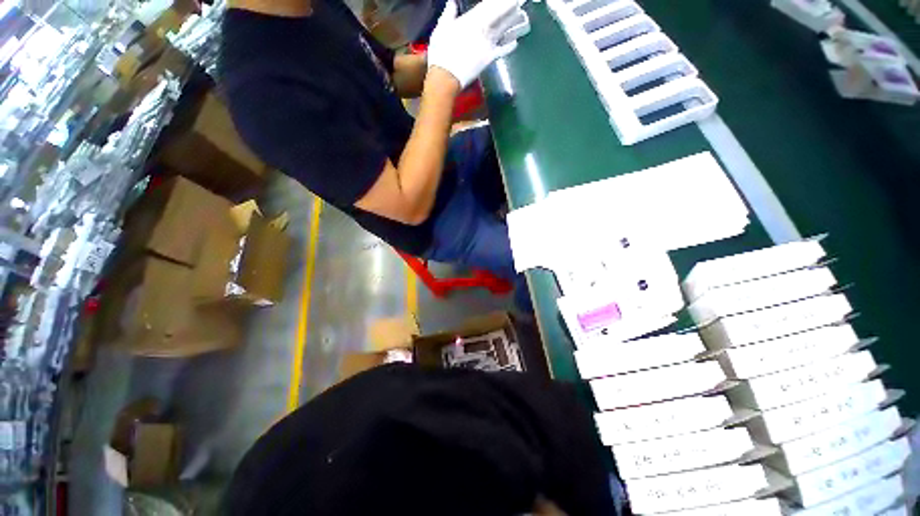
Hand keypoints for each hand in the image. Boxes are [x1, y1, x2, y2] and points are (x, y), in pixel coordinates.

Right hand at [427, 0, 522, 87]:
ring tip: (522, 15)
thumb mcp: (441, 28)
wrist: (447, 76)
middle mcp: (485, 29)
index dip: (503, 0)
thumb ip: (449, 14)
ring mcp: (489, 45)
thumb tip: (452, 3)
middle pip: (502, 14)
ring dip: (514, 21)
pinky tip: (515, 42)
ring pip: (505, 29)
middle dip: (513, 6)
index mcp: (473, 19)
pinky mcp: (489, 59)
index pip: (491, 4)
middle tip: (522, 1)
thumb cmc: (441, 51)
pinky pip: (502, 51)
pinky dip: (510, 46)